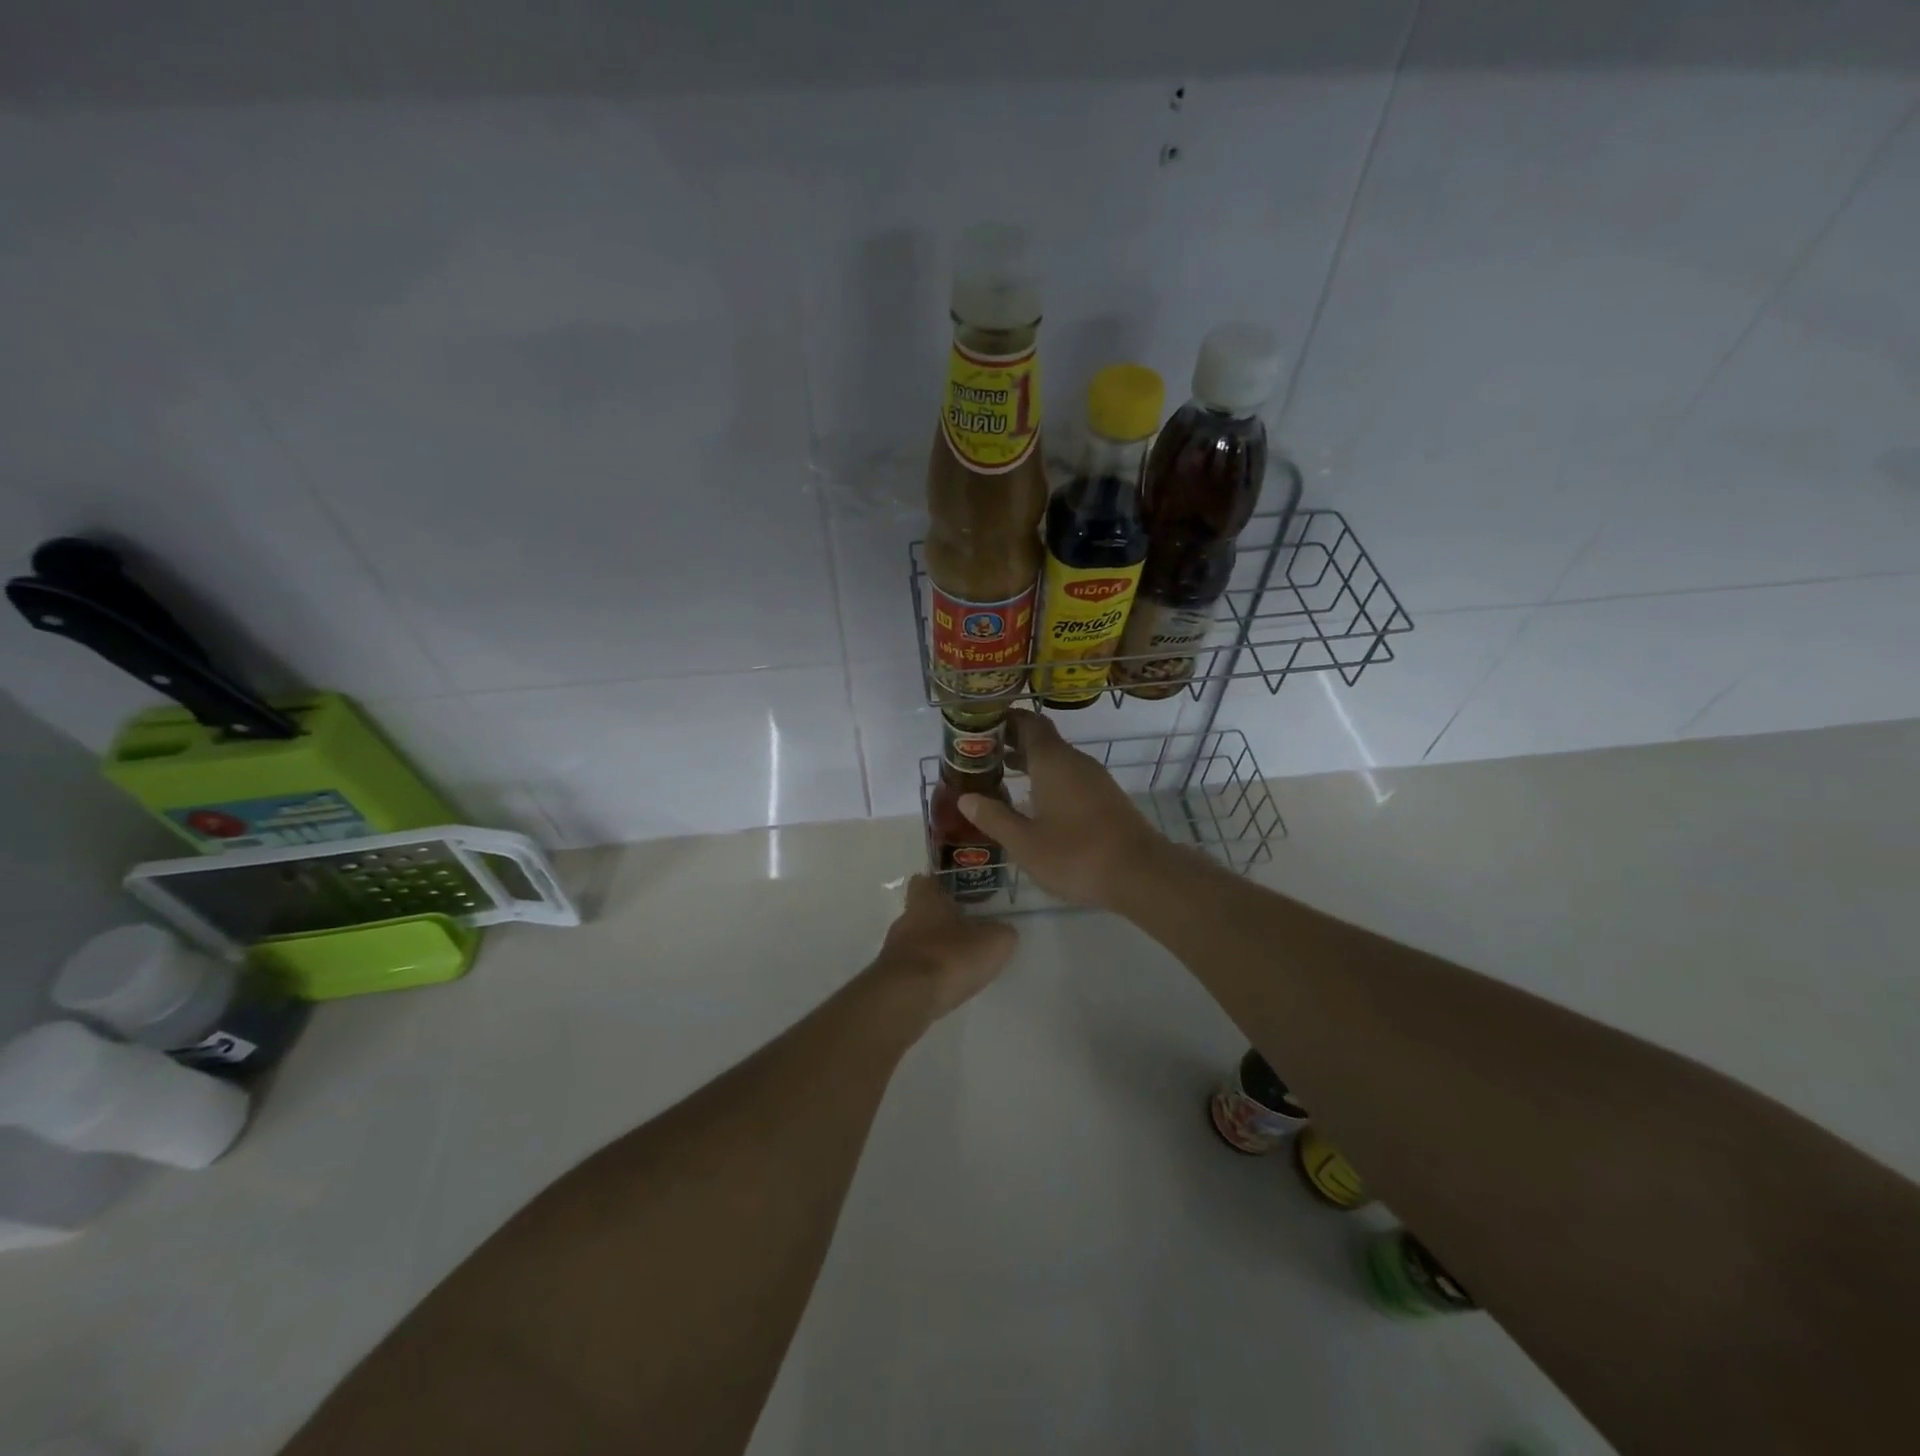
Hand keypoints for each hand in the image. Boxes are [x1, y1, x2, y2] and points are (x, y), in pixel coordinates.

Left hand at [873, 874, 1018, 1021]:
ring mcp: (894, 951)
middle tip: (968, 932)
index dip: (941, 885)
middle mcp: (905, 920)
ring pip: (917, 942)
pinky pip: (912, 970)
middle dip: (942, 922)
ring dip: (935, 951)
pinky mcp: (890, 979)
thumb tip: (1003, 931)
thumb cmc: (950, 957)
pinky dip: (927, 975)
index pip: (926, 880)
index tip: (959, 893)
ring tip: (960, 964)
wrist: (906, 999)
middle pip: (922, 913)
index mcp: (926, 900)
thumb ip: (1002, 933)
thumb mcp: (994, 942)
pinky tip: (945, 986)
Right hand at [957, 709, 1168, 907]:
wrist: (1140, 873)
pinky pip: (1070, 776)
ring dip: (1030, 762)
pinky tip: (1034, 802)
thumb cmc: (1076, 854)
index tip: (980, 726)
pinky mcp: (1106, 797)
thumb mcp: (1025, 843)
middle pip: (1042, 739)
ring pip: (1057, 759)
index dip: (1004, 720)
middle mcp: (1074, 761)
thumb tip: (965, 798)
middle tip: (981, 755)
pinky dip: (1048, 779)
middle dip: (1012, 742)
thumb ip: (994, 818)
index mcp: (1052, 761)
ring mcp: (1094, 778)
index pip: (1028, 723)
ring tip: (1001, 776)